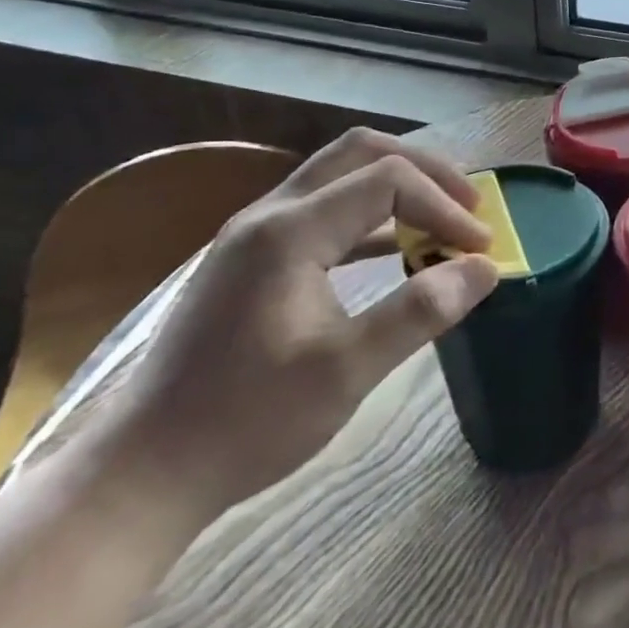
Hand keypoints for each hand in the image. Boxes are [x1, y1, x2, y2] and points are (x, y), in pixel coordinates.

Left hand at [95, 129, 499, 524]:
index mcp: (288, 232)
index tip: (480, 249)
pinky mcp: (252, 260)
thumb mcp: (347, 371)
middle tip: (470, 205)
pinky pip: (325, 210)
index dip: (444, 206)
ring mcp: (254, 236)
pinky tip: (398, 249)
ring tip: (444, 218)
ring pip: (340, 175)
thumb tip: (486, 269)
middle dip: (426, 170)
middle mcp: (268, 216)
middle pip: (360, 152)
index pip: (388, 181)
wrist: (142, 475)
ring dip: (399, 187)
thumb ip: (421, 311)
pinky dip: (372, 216)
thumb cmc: (247, 422)